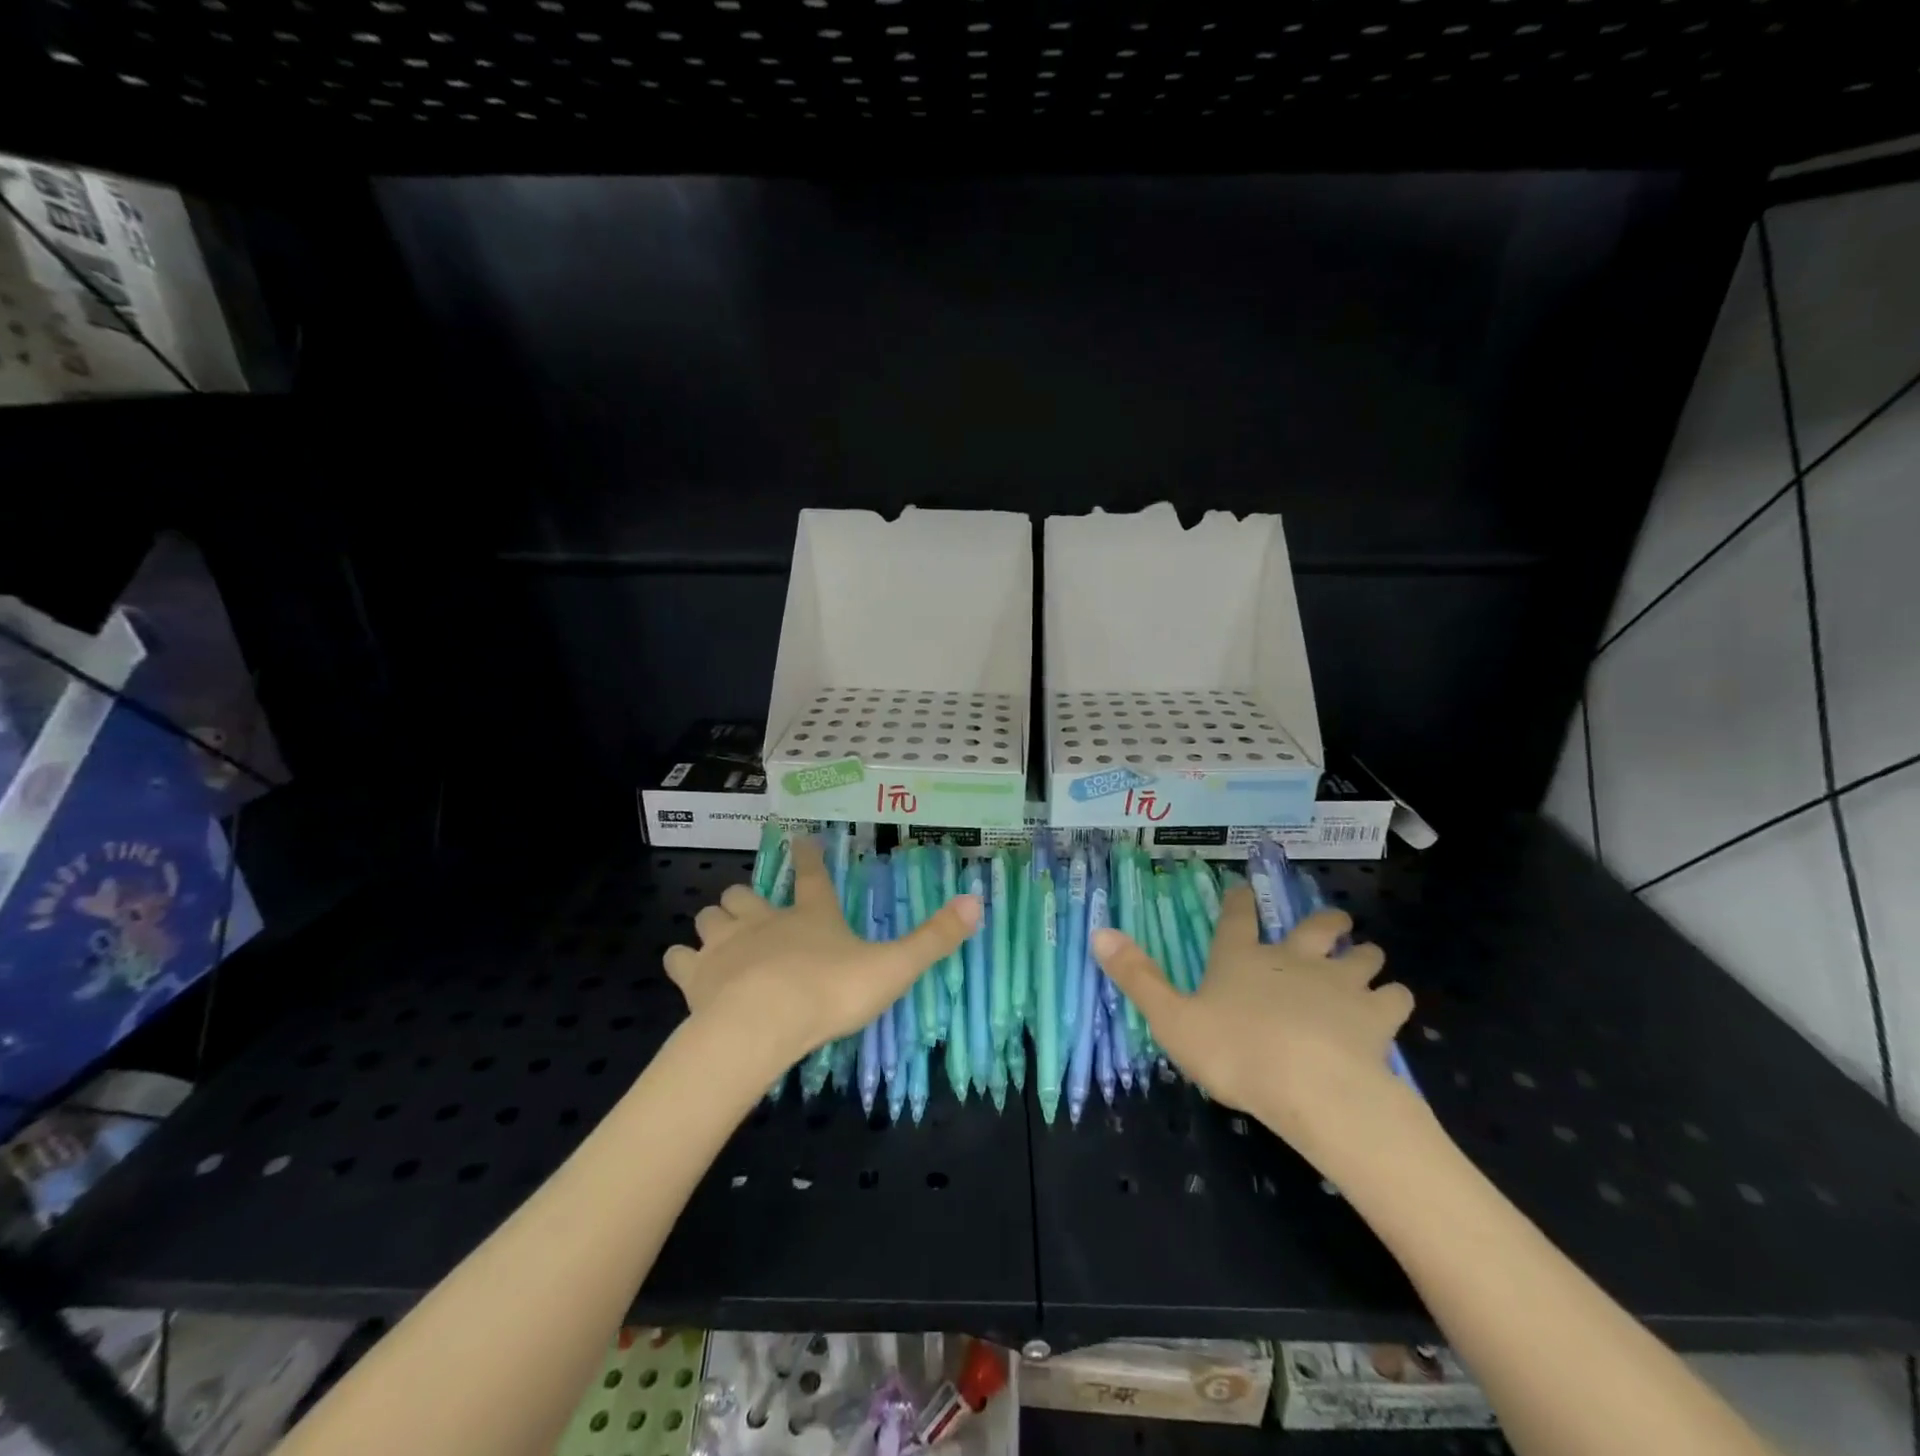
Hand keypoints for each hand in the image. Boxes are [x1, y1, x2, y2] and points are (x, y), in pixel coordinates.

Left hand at [664, 839, 979, 1073]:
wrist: (762, 1024)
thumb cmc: (830, 992)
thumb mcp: (893, 966)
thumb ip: (933, 938)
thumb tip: (976, 901)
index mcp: (810, 915)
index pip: (812, 874)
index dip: (808, 855)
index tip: (799, 839)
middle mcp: (764, 920)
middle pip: (746, 895)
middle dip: (747, 897)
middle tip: (752, 905)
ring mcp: (726, 945)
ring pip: (710, 917)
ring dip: (714, 922)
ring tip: (718, 932)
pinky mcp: (697, 976)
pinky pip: (679, 959)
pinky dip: (682, 960)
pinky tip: (685, 966)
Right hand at [1093, 886, 1417, 1164]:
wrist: (1313, 1087)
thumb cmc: (1235, 1052)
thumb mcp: (1171, 1019)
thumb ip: (1137, 977)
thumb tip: (1098, 932)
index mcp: (1242, 959)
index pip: (1237, 918)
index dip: (1239, 902)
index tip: (1244, 889)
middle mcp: (1294, 958)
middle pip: (1316, 927)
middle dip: (1325, 921)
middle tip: (1333, 921)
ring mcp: (1340, 983)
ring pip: (1362, 957)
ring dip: (1365, 956)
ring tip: (1368, 960)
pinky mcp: (1377, 1015)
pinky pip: (1394, 998)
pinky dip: (1394, 999)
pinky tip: (1392, 1006)